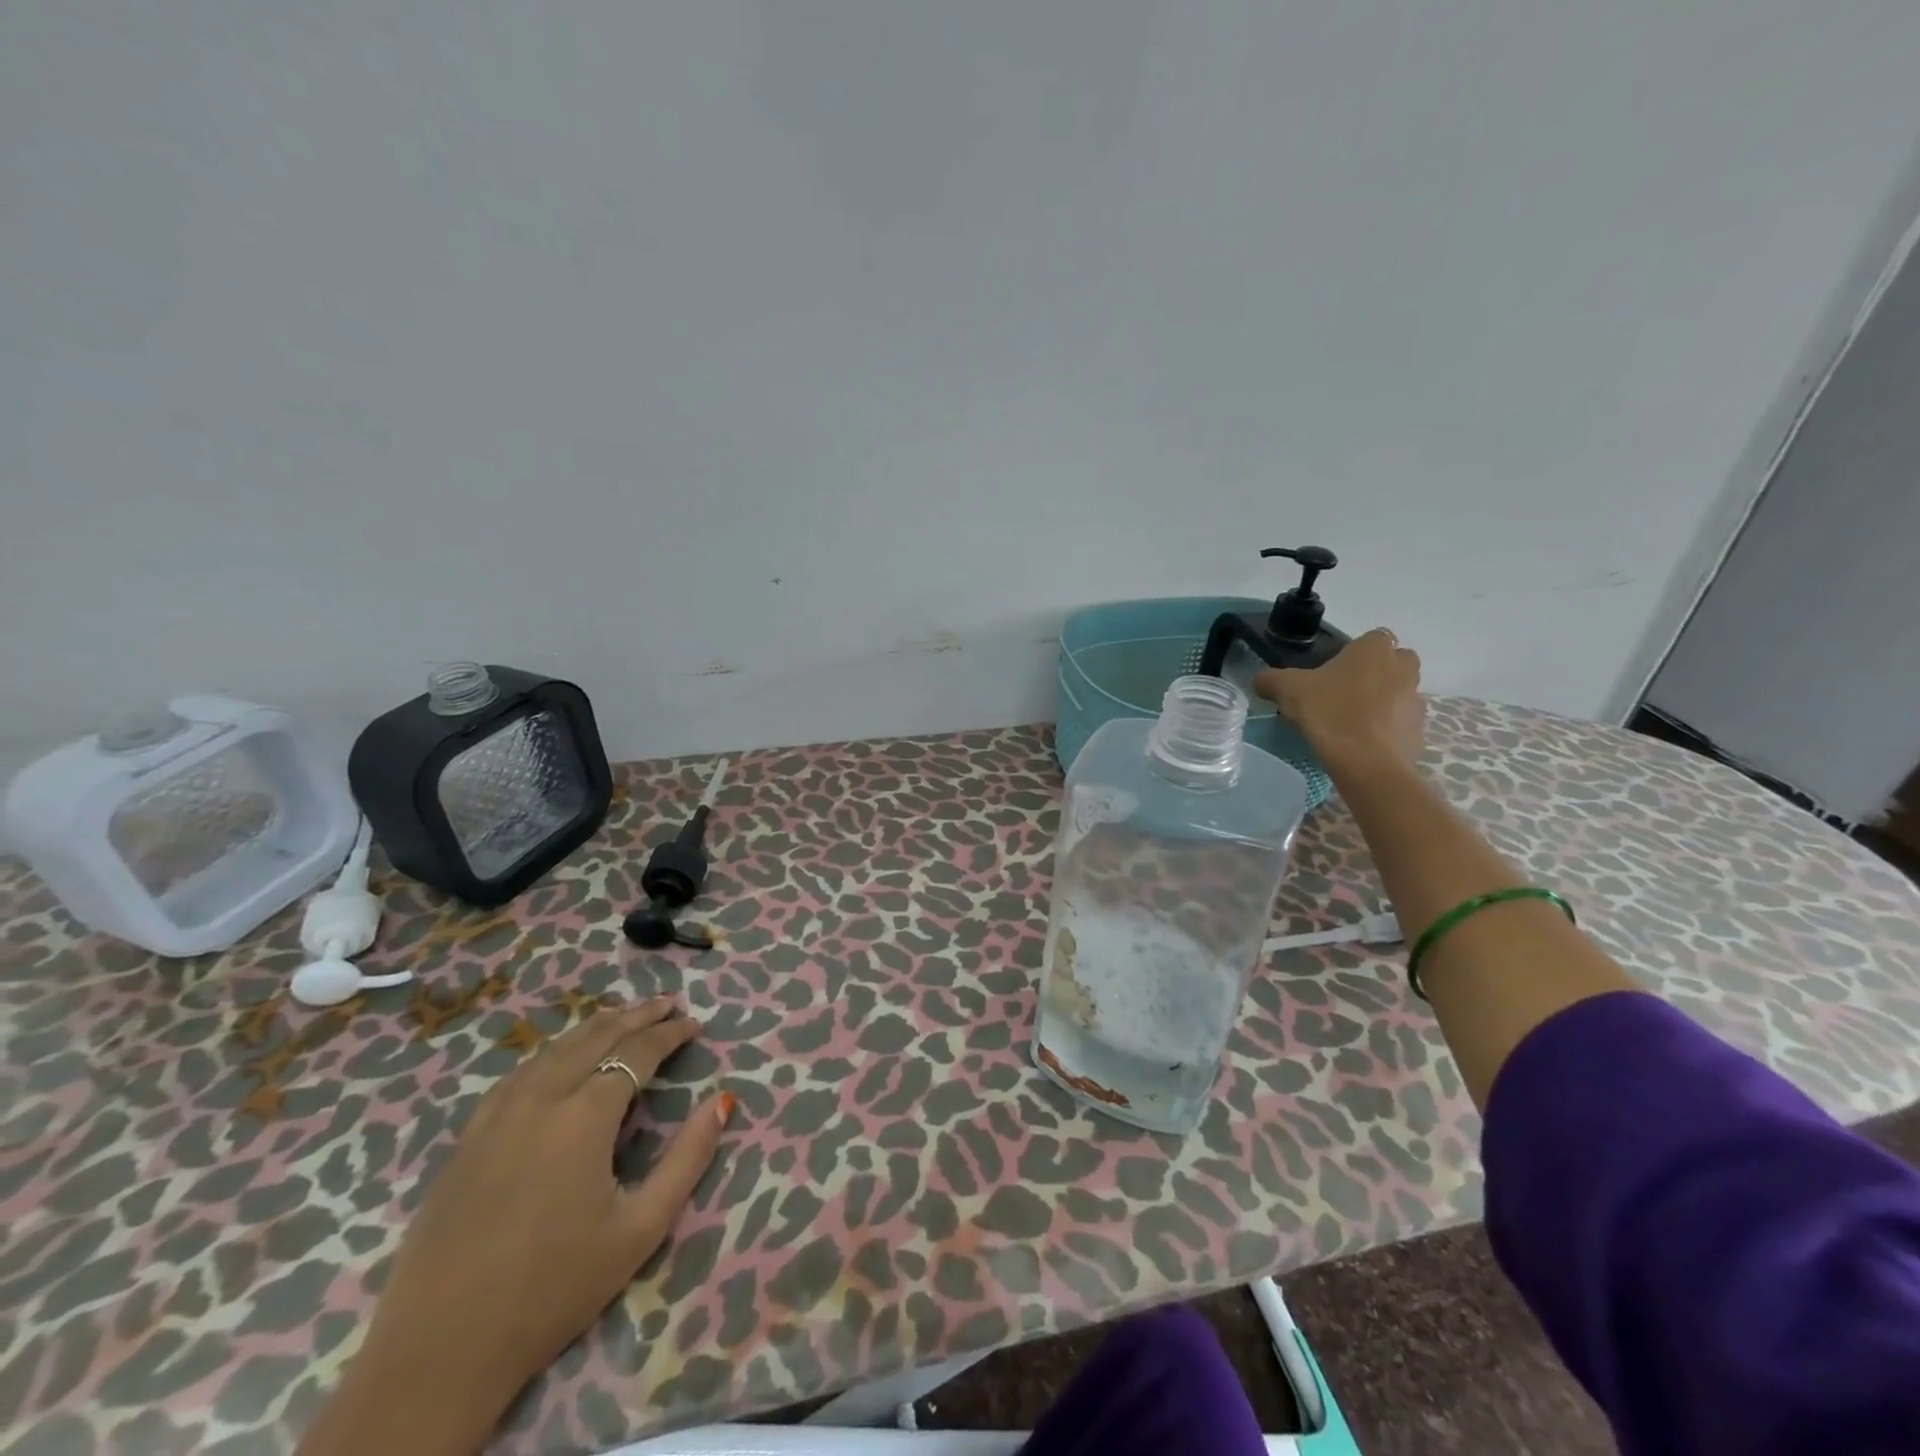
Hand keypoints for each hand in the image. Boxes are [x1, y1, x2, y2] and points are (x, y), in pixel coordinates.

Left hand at [302, 997, 731, 1454]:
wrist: (438, 1352)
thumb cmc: (553, 1289)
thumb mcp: (640, 1229)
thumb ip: (688, 1158)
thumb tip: (722, 1101)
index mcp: (584, 1116)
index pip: (637, 1053)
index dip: (669, 1034)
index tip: (694, 1024)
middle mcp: (541, 1098)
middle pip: (596, 1038)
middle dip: (637, 1015)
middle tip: (668, 1002)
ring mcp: (497, 1114)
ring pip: (555, 1049)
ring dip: (596, 1026)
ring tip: (624, 1015)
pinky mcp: (468, 1137)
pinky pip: (520, 1073)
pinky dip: (553, 1051)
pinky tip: (561, 1056)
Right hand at [1255, 627, 1424, 770]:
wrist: (1365, 761)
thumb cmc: (1329, 712)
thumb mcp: (1287, 690)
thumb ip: (1271, 679)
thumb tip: (1261, 680)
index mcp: (1375, 648)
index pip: (1370, 639)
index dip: (1352, 654)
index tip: (1332, 673)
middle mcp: (1403, 667)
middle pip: (1392, 664)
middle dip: (1375, 675)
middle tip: (1343, 694)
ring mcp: (1416, 700)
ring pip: (1398, 694)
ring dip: (1381, 703)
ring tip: (1350, 723)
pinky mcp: (1419, 731)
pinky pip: (1400, 724)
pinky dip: (1386, 730)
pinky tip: (1361, 744)